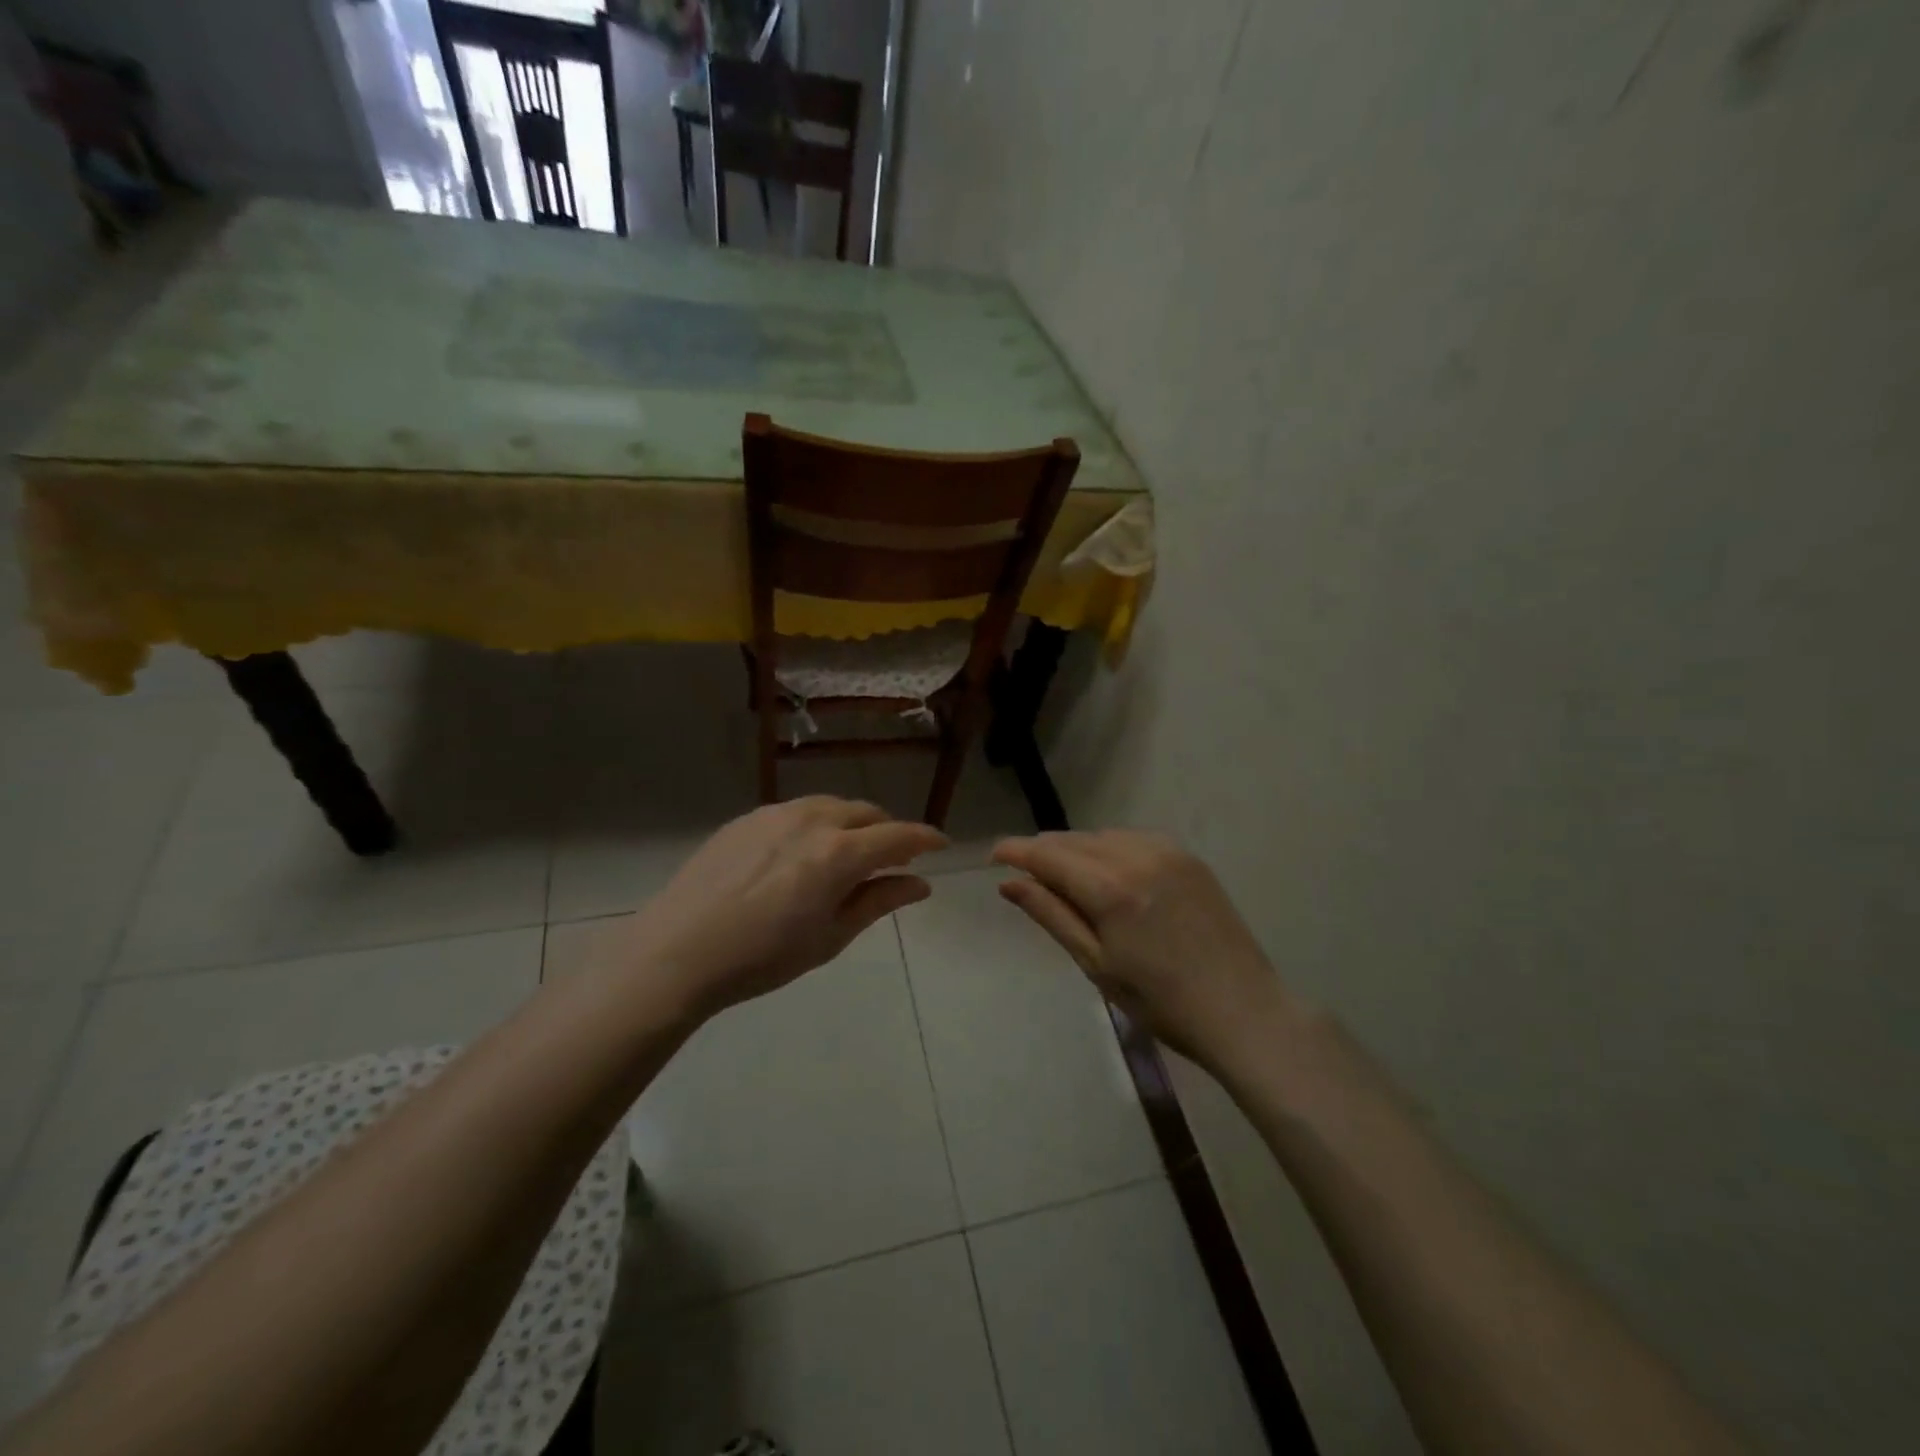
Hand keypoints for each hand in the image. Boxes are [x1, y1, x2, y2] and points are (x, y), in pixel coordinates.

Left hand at [604, 798, 946, 1018]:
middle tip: (892, 860)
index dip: (925, 839)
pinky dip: (816, 824)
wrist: (678, 951)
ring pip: (831, 806)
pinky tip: (801, 855)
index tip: (942, 845)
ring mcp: (775, 813)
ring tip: (847, 855)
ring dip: (851, 824)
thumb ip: (878, 902)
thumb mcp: (830, 937)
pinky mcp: (747, 818)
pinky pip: (796, 811)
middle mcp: (812, 820)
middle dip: (887, 832)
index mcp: (839, 853)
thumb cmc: (763, 957)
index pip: (898, 836)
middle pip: (866, 813)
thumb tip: (919, 884)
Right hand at [992, 830, 1295, 1069]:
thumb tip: (1009, 883)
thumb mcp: (1096, 963)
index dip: (1017, 851)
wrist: (1243, 1012)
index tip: (993, 855)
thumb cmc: (1161, 1002)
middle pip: (1075, 841)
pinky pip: (1134, 840)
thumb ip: (1051, 914)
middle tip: (1025, 874)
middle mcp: (1138, 856)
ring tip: (1065, 878)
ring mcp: (1168, 852)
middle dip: (1045, 852)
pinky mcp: (1189, 858)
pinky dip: (1110, 850)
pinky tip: (1109, 875)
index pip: (1049, 855)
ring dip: (1077, 850)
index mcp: (1111, 888)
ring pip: (1104, 837)